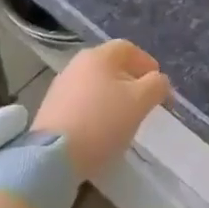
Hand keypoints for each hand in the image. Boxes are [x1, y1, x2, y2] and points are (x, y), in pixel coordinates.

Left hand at [33, 39, 170, 180]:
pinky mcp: (49, 110)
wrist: (51, 158)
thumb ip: (157, 85)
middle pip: (111, 66)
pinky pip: (81, 103)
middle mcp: (77, 64)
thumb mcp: (140, 102)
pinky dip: (94, 111)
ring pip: (95, 85)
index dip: (147, 64)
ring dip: (111, 97)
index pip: (129, 49)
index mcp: (99, 55)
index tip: (158, 85)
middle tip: (143, 102)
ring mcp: (60, 87)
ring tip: (122, 119)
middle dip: (130, 81)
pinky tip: (100, 131)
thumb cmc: (102, 122)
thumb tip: (159, 81)